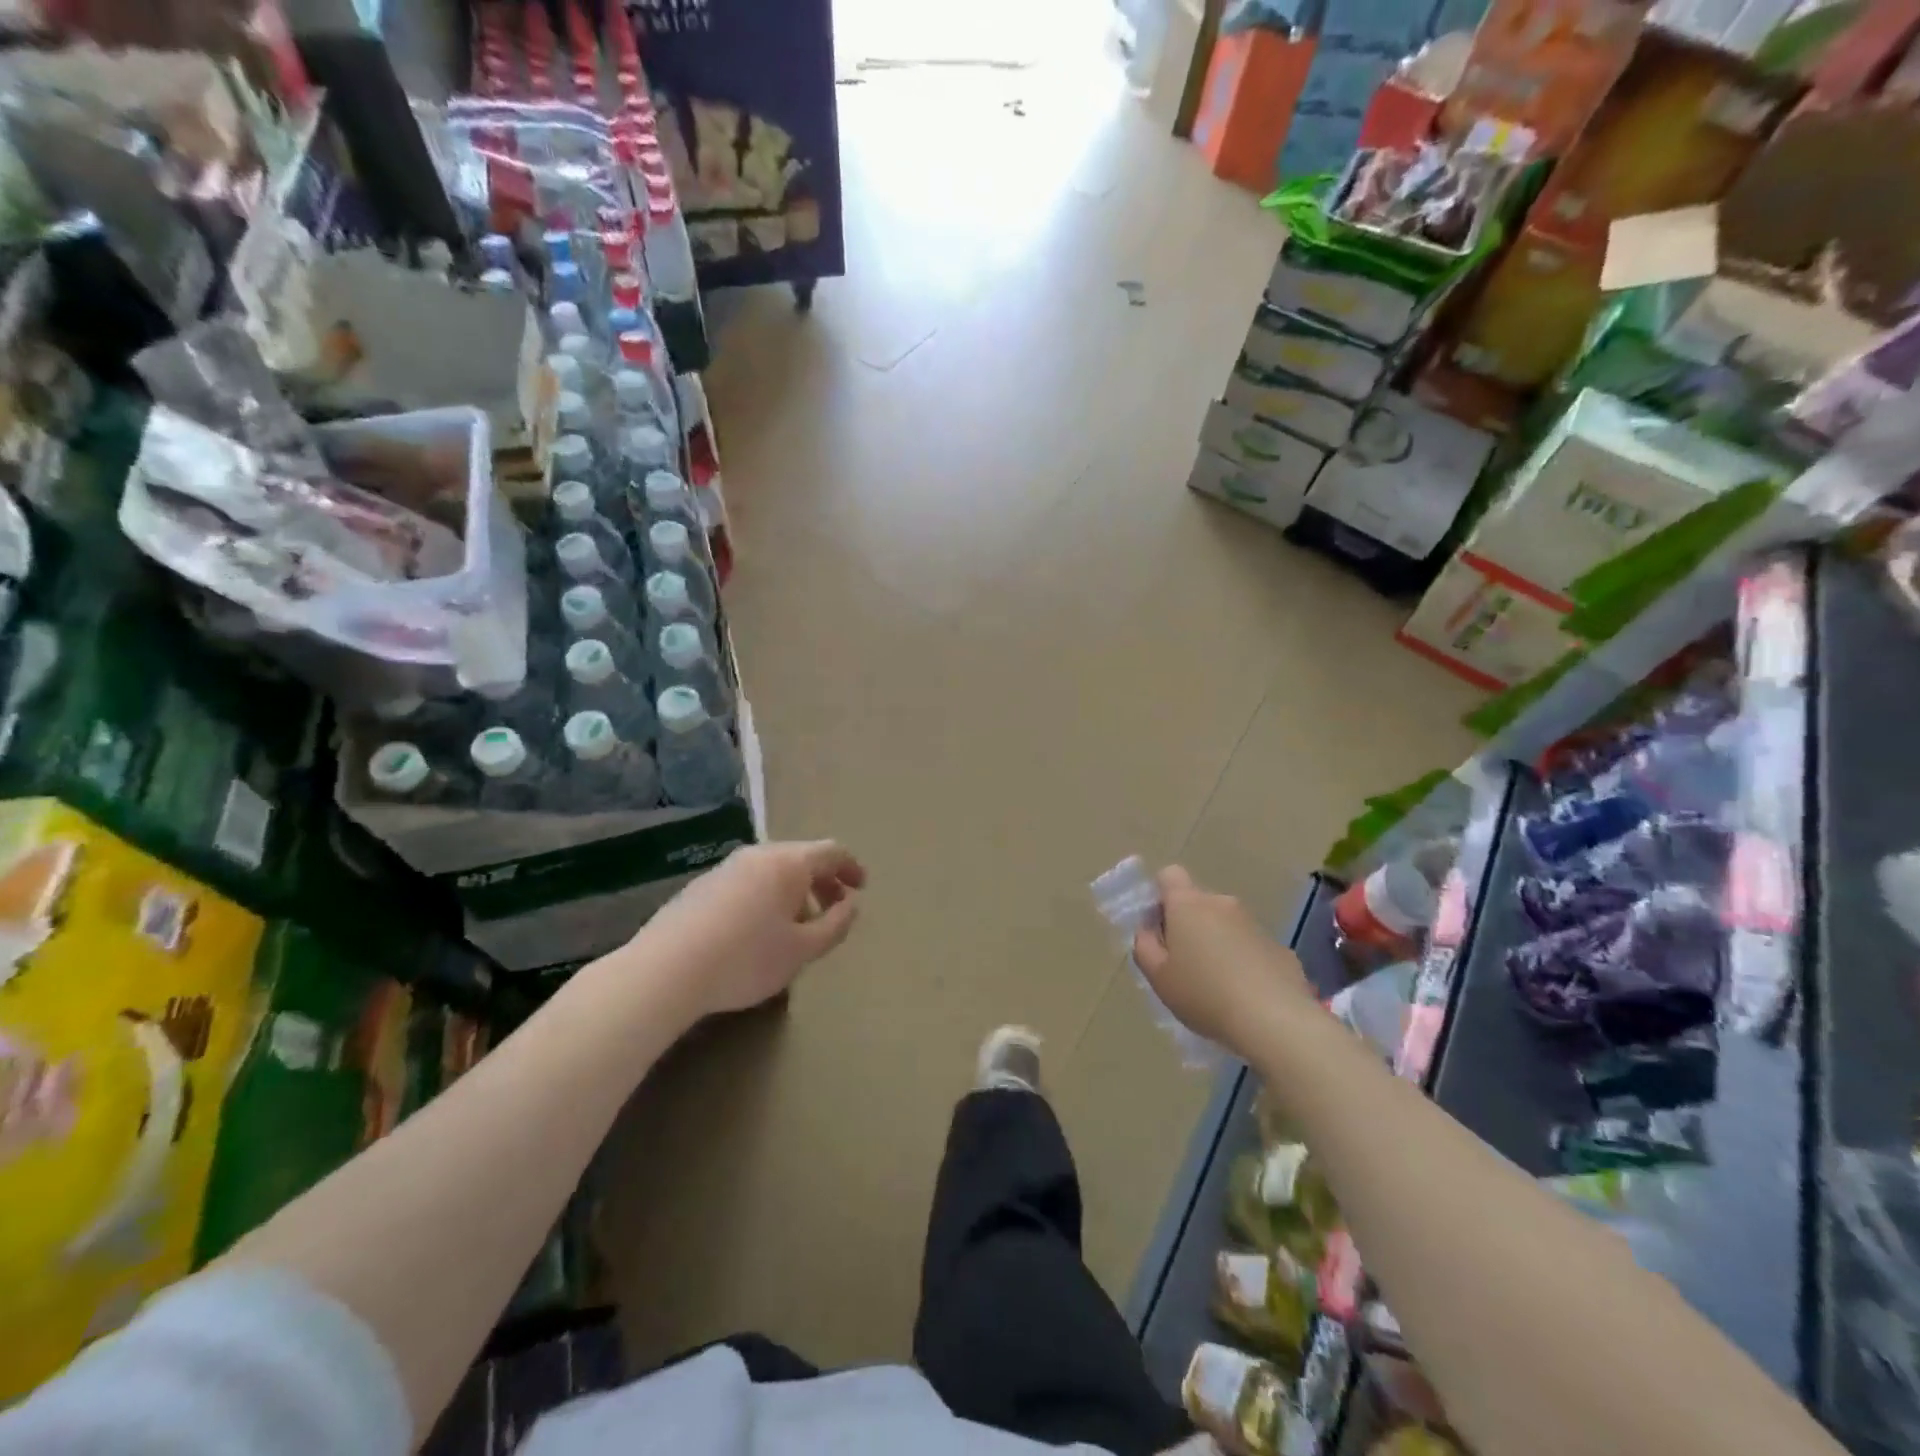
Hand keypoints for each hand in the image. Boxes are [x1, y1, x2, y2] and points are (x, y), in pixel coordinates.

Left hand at [631, 840, 865, 1016]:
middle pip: (800, 859)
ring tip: (796, 928)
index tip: (861, 889)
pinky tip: (757, 933)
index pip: (831, 851)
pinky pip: (747, 883)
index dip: (851, 867)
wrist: (666, 971)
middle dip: (823, 882)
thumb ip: (835, 925)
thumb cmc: (746, 958)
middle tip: (833, 911)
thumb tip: (850, 905)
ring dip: (794, 892)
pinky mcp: (700, 887)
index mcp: (788, 863)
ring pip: (772, 872)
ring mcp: (725, 868)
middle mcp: (757, 855)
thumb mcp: (802, 950)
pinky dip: (766, 898)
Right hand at [1131, 866, 1313, 1058]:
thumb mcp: (1158, 976)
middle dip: (1188, 925)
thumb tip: (1149, 930)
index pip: (1169, 875)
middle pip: (1197, 902)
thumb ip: (1144, 946)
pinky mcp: (1280, 947)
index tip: (1159, 929)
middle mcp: (1222, 903)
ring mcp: (1254, 923)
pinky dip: (1243, 960)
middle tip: (1183, 965)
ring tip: (1215, 985)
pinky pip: (1250, 945)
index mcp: (1188, 904)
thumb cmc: (1204, 994)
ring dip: (1216, 943)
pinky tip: (1244, 995)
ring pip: (1224, 924)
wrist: (1275, 1021)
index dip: (1160, 896)